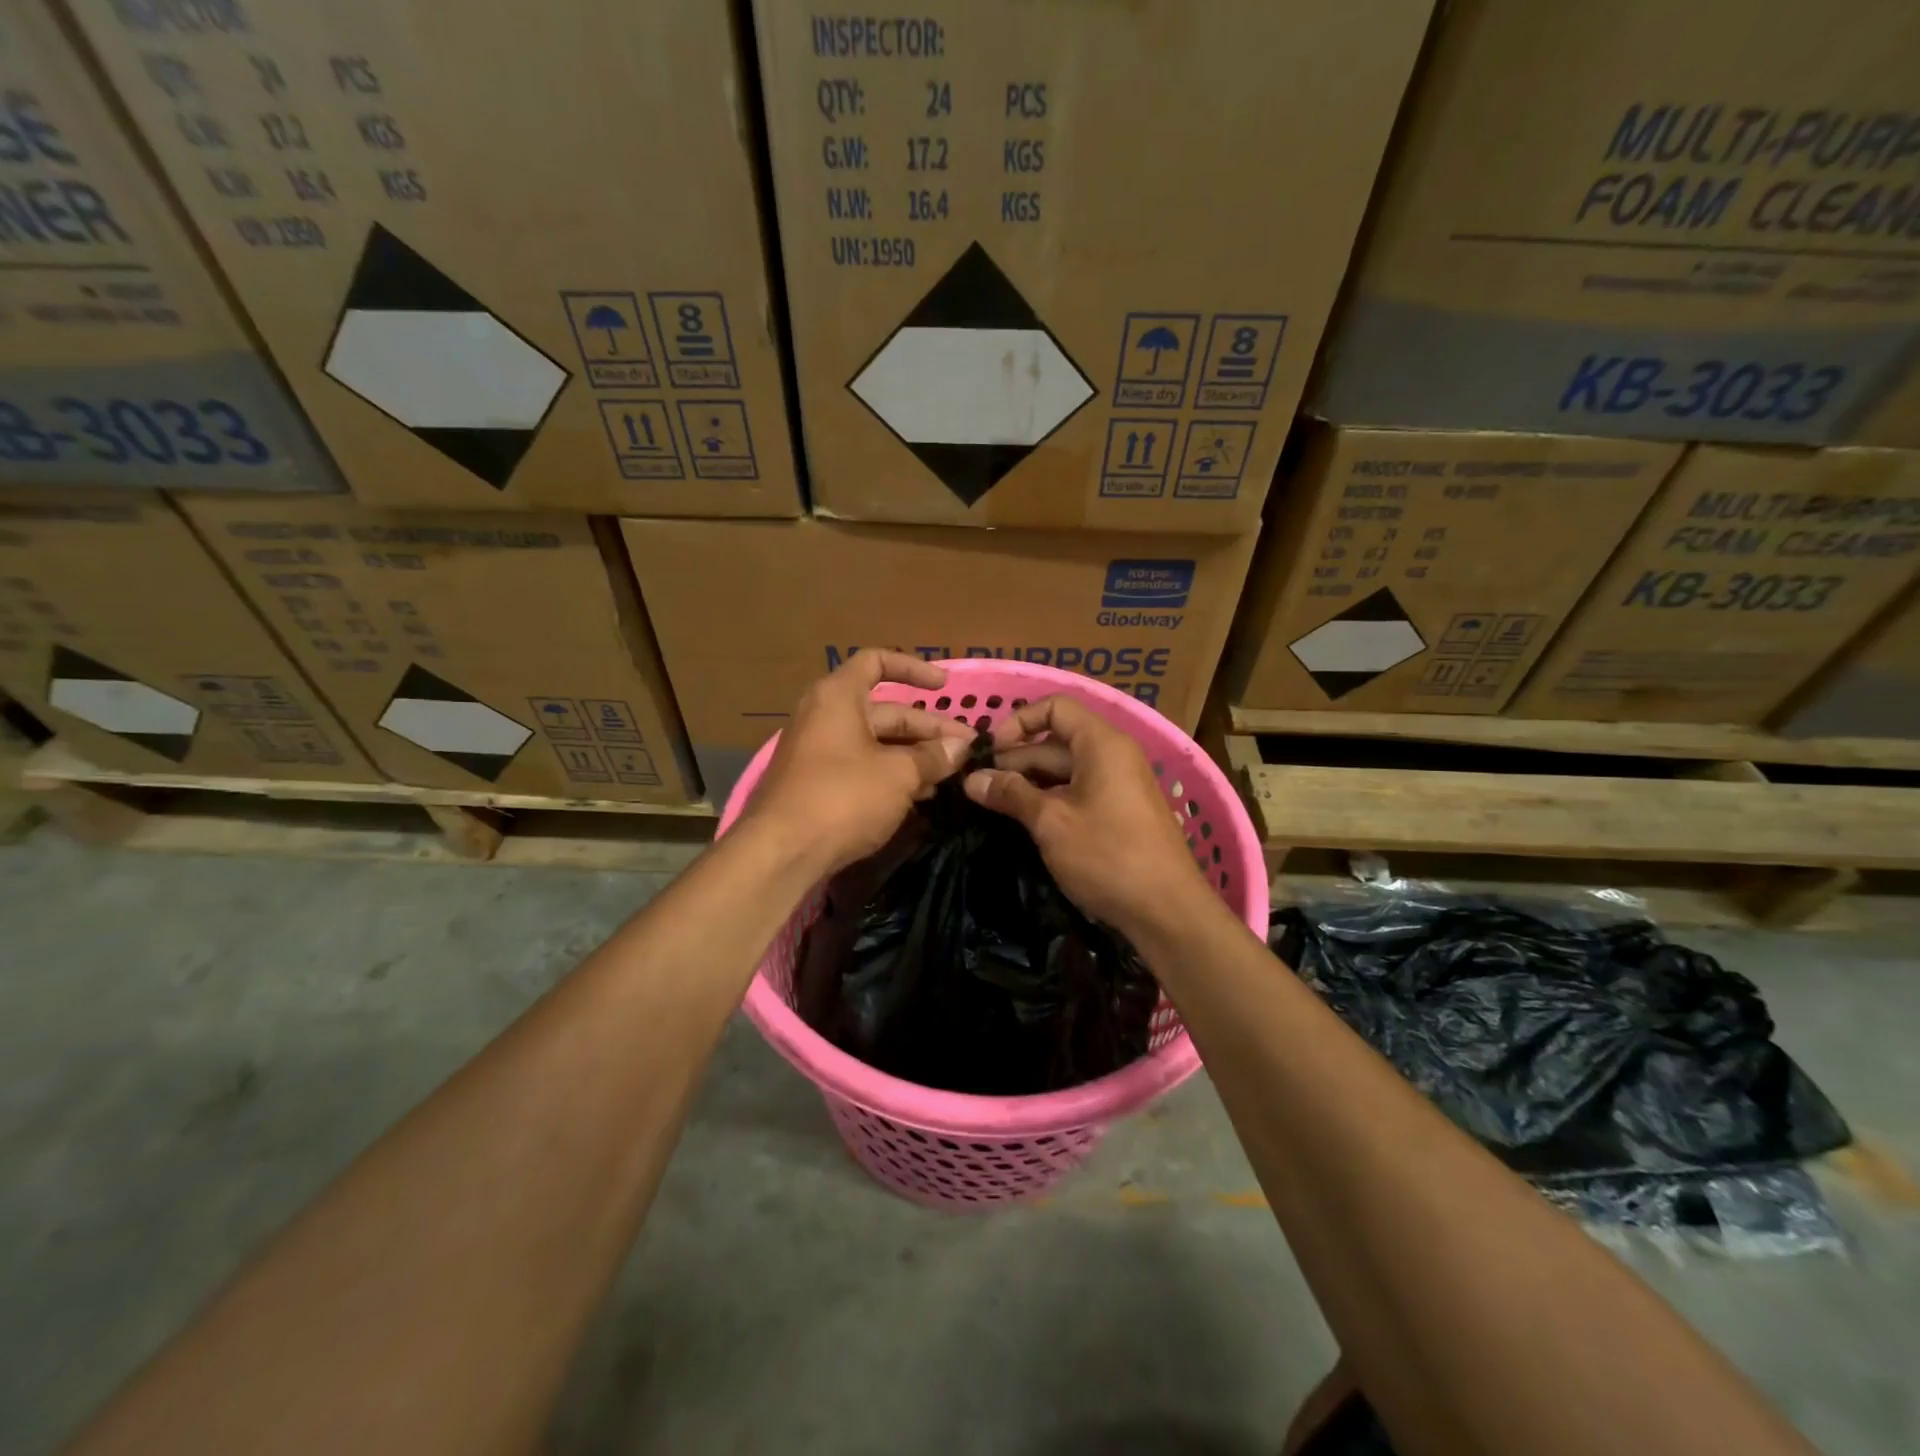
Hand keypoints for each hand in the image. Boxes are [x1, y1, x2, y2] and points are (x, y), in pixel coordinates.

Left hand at [746, 650, 973, 874]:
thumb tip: (961, 747)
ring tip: (949, 776)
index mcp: (838, 697)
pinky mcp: (816, 786)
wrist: (781, 852)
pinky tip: (920, 796)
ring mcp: (818, 753)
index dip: (913, 669)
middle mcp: (824, 717)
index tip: (944, 687)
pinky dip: (891, 776)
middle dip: (927, 729)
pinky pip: (861, 769)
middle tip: (965, 750)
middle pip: (885, 711)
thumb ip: (933, 757)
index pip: (877, 662)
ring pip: (876, 744)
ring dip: (913, 757)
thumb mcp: (899, 774)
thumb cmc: (843, 797)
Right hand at [963, 694, 1212, 932]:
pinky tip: (1024, 821)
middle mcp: (1113, 755)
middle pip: (1056, 741)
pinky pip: (1078, 792)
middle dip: (1016, 760)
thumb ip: (1011, 794)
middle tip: (978, 787)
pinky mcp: (1119, 813)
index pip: (1055, 707)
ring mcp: (1118, 785)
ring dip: (1029, 783)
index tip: (990, 753)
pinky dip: (1050, 800)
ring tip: (992, 805)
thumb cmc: (1107, 855)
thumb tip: (971, 780)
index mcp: (1102, 743)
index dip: (1018, 722)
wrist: (1167, 911)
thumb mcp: (1051, 822)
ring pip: (1065, 771)